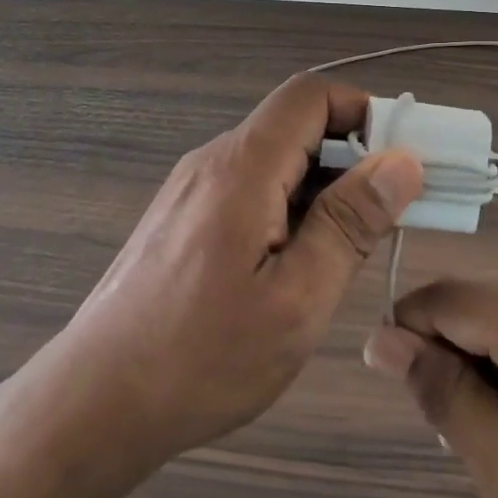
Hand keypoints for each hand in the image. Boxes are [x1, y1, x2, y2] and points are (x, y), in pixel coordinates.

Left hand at [53, 74, 423, 471]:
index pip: (310, 96)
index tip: (401, 163)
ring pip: (274, 161)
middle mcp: (213, 163)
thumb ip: (349, 223)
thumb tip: (402, 161)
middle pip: (294, 126)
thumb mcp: (296, 299)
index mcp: (242, 167)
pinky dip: (290, 208)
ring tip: (353, 248)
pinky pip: (250, 190)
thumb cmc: (202, 358)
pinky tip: (301, 263)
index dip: (364, 112)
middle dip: (353, 156)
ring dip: (323, 188)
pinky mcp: (184, 219)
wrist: (95, 402)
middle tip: (391, 215)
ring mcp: (192, 190)